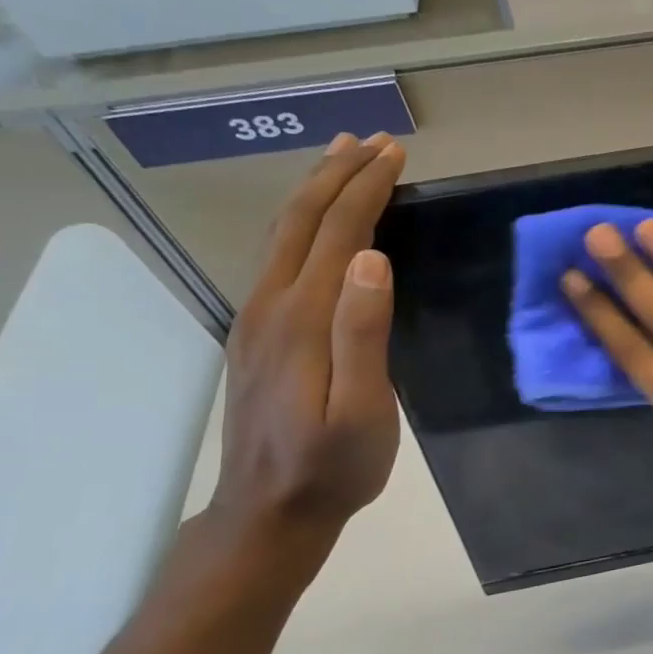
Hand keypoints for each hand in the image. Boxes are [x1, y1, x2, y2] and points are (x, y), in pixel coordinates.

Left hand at [191, 131, 406, 596]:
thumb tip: (369, 258)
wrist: (269, 513)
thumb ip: (362, 333)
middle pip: (302, 220)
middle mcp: (271, 304)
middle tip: (374, 140)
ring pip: (285, 235)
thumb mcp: (361, 409)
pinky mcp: (257, 334)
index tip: (395, 152)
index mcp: (303, 317)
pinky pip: (279, 257)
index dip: (366, 187)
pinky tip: (316, 225)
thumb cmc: (333, 465)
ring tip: (341, 158)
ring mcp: (257, 318)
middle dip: (339, 173)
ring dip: (315, 190)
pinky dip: (303, 223)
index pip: (337, 231)